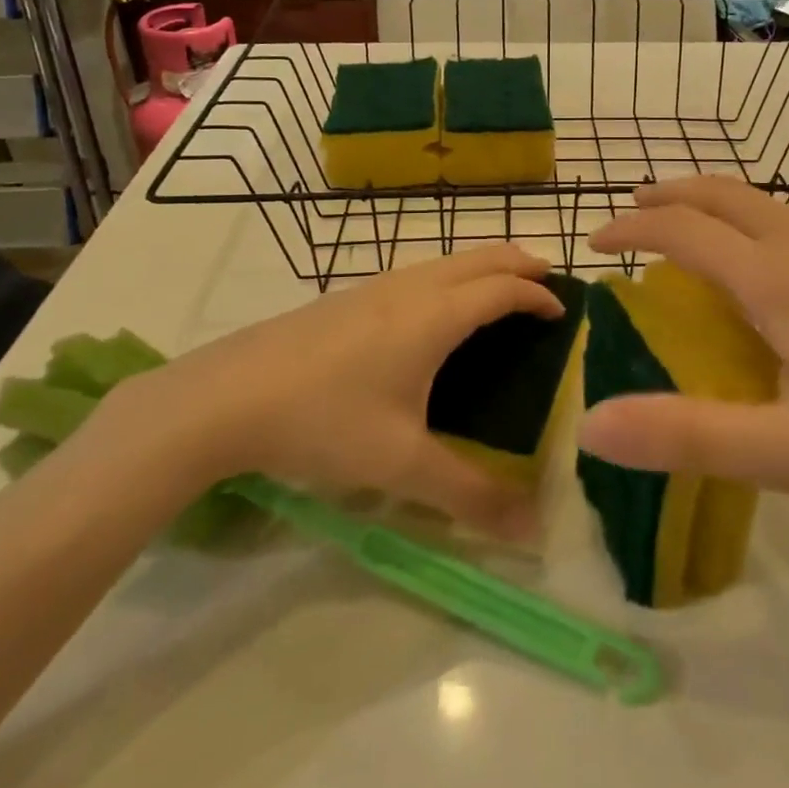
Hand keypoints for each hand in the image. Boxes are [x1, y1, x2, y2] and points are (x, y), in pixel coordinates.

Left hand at [95, 246, 562, 538]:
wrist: (223, 398)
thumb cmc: (323, 421)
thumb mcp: (400, 463)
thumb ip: (470, 495)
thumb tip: (533, 530)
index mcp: (434, 316)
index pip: (502, 289)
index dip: (539, 295)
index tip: (564, 312)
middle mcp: (410, 289)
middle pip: (478, 257)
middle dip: (518, 263)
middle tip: (546, 283)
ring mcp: (373, 287)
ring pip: (445, 261)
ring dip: (481, 267)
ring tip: (497, 295)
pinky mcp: (344, 297)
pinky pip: (416, 273)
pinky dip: (449, 278)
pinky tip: (431, 315)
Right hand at [580, 178, 788, 536]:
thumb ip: (689, 435)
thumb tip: (590, 424)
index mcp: (784, 280)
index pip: (686, 230)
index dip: (633, 228)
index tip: (594, 243)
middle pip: (727, 194)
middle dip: (671, 196)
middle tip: (632, 215)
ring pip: (771, 207)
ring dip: (718, 210)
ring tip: (691, 240)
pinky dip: (761, 229)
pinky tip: (776, 278)